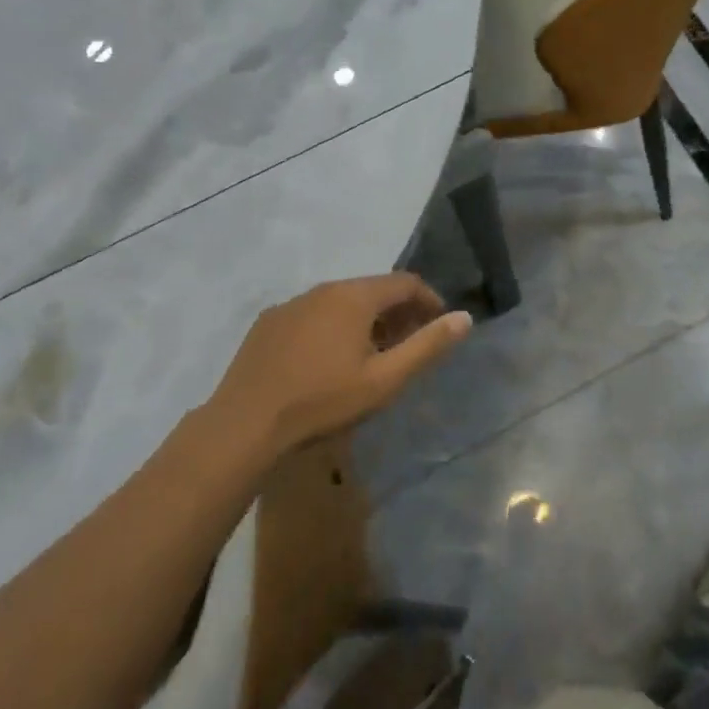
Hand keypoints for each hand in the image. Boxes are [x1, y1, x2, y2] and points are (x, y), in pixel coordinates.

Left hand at [210, 273, 471, 457]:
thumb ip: (428, 346)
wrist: (243, 426)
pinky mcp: (267, 323)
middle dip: (398, 311)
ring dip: (365, 320)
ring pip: (341, 301)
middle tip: (409, 344)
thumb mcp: (385, 379)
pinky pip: (313, 315)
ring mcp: (291, 304)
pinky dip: (332, 327)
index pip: (406, 282)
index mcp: (355, 296)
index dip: (429, 300)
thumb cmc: (323, 401)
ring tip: (372, 355)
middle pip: (373, 289)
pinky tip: (327, 361)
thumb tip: (464, 318)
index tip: (439, 326)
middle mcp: (323, 289)